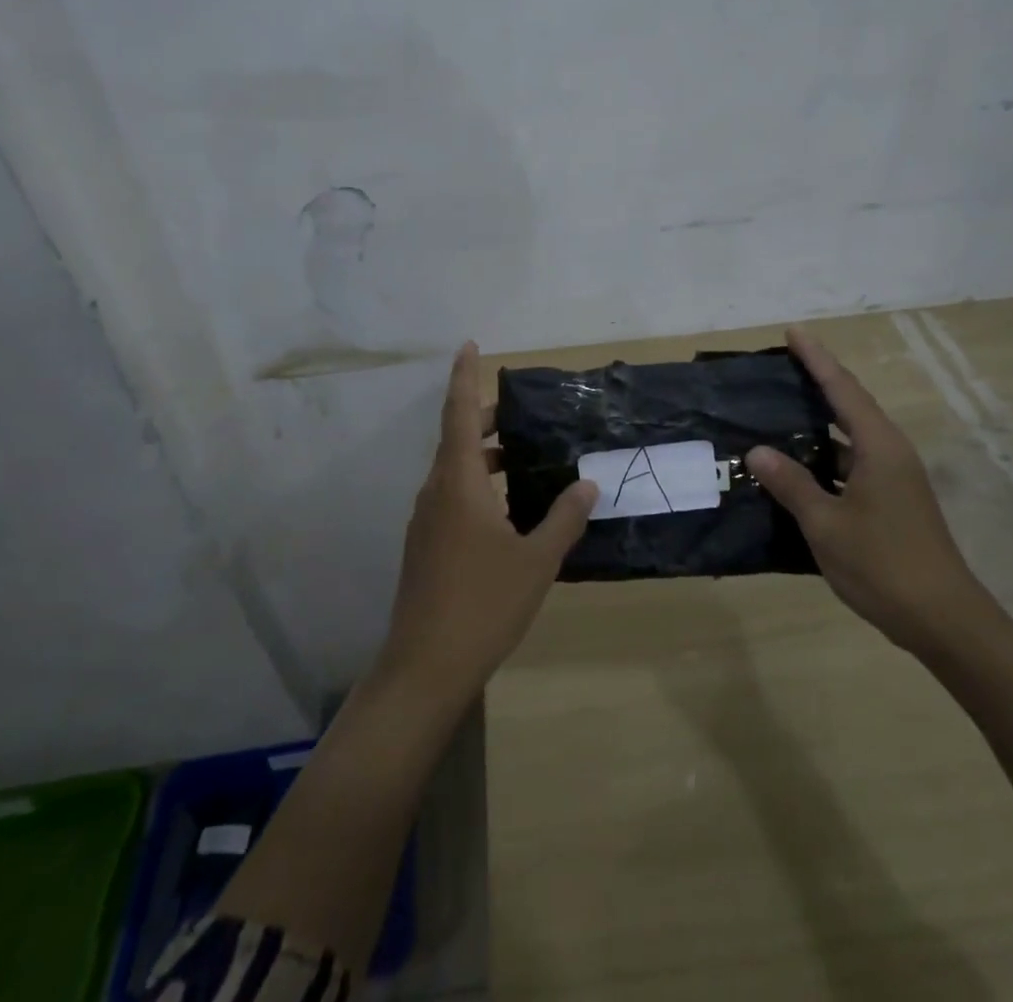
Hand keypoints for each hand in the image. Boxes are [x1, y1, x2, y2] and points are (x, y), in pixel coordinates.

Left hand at [378, 342, 596, 704]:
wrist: (425, 667)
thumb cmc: (483, 603)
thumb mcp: (536, 559)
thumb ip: (564, 517)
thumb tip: (588, 482)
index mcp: (458, 482)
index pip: (459, 413)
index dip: (464, 376)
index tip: (469, 345)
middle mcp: (436, 491)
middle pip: (457, 438)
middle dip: (486, 419)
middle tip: (523, 413)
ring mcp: (425, 520)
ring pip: (454, 470)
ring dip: (484, 456)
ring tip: (524, 459)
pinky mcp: (425, 545)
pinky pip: (452, 497)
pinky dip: (478, 485)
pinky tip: (508, 510)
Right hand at [746, 326, 990, 652]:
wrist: (944, 620)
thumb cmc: (883, 565)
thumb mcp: (826, 524)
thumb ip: (791, 484)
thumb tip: (758, 450)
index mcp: (879, 447)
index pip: (842, 390)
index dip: (817, 359)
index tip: (793, 332)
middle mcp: (891, 453)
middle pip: (850, 406)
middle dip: (819, 383)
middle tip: (782, 367)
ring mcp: (895, 479)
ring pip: (851, 438)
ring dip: (819, 425)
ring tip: (780, 413)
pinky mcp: (893, 502)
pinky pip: (853, 464)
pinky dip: (826, 458)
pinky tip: (799, 469)